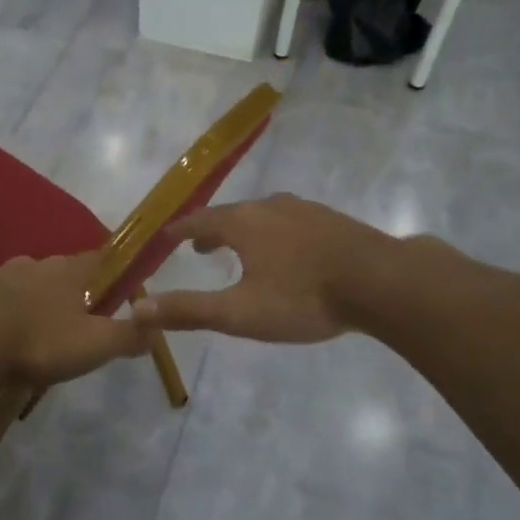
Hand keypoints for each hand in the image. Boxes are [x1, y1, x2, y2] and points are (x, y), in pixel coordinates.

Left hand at [0, 252, 148, 390]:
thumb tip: (156, 327)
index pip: (99, 259)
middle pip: (56, 272)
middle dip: (65, 291)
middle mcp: (31, 265)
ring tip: (29, 334)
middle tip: (71, 322)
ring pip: (19, 284)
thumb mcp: (93, 345)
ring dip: (27, 302)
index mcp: (67, 271)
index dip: (111, 270)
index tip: (117, 287)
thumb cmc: (38, 342)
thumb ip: (127, 336)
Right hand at [131, 195, 402, 343]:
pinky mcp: (333, 220)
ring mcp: (305, 210)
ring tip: (241, 251)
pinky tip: (289, 254)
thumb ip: (189, 310)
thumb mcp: (240, 312)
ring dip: (244, 231)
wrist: (383, 282)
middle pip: (231, 214)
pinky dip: (274, 234)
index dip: (178, 232)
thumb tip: (137, 309)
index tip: (165, 240)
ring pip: (263, 216)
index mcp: (243, 222)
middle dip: (211, 232)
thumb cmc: (304, 297)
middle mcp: (270, 206)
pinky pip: (290, 222)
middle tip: (200, 249)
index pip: (198, 221)